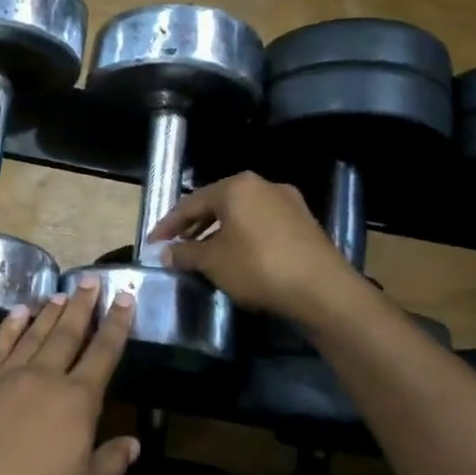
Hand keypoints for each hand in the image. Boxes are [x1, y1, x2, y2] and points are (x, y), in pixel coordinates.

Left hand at [0, 277, 136, 474]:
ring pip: (34, 334)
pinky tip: (17, 313)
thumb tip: (133, 443)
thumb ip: (110, 462)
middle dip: (82, 306)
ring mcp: (7, 376)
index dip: (117, 325)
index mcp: (77, 400)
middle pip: (68, 334)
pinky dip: (8, 328)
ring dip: (49, 313)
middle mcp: (44, 377)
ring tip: (61, 294)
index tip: (124, 298)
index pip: (104, 354)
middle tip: (90, 281)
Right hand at [148, 172, 367, 323]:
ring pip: (241, 214)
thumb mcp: (212, 262)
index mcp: (236, 187)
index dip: (168, 225)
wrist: (322, 290)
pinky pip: (261, 224)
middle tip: (176, 246)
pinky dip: (242, 236)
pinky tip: (236, 256)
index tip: (153, 243)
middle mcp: (262, 185)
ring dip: (218, 231)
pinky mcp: (304, 222)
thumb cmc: (258, 267)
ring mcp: (288, 202)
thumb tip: (166, 253)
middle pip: (217, 204)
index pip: (190, 202)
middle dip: (194, 226)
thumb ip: (185, 253)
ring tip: (204, 253)